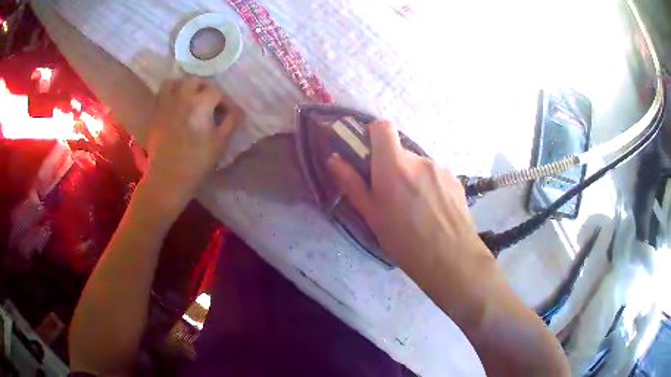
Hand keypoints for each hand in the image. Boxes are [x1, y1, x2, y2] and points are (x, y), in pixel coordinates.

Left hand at [145, 77, 243, 206]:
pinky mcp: (155, 114)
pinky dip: (169, 95)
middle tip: (207, 102)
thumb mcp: (220, 142)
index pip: (216, 91)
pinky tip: (174, 106)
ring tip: (188, 98)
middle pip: (194, 81)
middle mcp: (181, 98)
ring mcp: (165, 104)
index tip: (226, 113)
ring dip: (183, 86)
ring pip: (174, 83)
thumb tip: (238, 111)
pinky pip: (161, 95)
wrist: (169, 177)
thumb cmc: (197, 161)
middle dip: (203, 88)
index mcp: (200, 104)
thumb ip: (231, 122)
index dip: (223, 101)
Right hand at [328, 121, 492, 283]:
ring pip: (418, 165)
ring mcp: (440, 168)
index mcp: (394, 166)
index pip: (382, 127)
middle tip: (391, 195)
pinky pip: (435, 174)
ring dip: (411, 177)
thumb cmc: (404, 241)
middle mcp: (419, 160)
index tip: (370, 155)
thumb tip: (334, 158)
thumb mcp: (372, 216)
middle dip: (392, 166)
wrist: (451, 259)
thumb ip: (351, 183)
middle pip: (400, 151)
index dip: (373, 135)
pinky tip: (432, 210)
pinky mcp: (455, 179)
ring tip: (415, 208)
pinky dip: (428, 185)